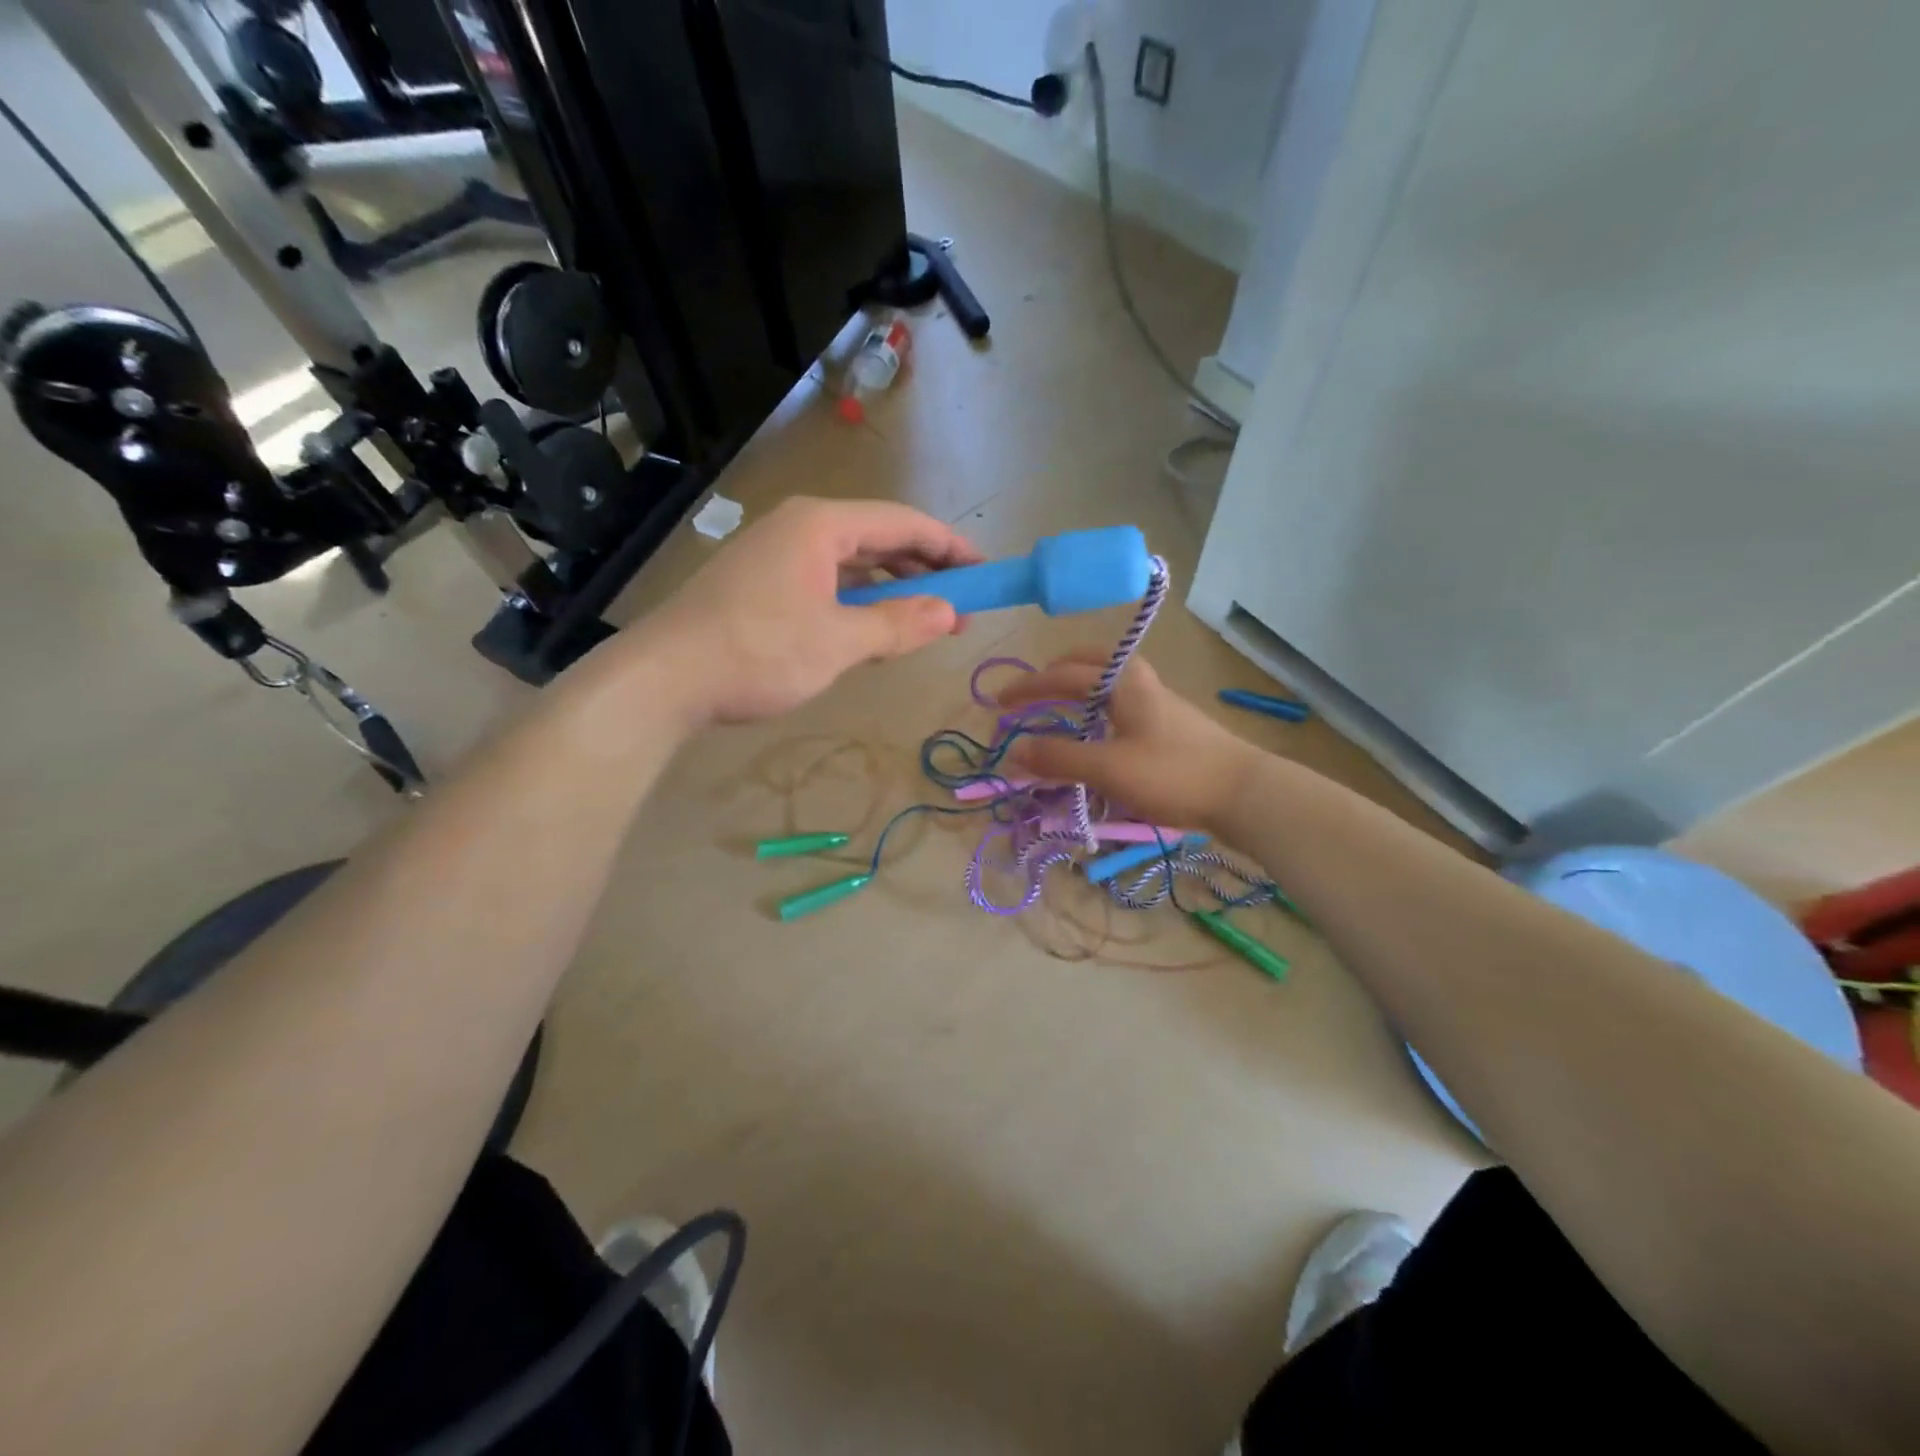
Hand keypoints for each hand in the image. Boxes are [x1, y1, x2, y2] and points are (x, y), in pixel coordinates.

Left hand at [632, 496, 980, 725]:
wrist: (664, 679)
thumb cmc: (758, 653)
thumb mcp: (838, 641)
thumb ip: (898, 624)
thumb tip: (950, 614)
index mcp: (821, 524)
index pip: (903, 522)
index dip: (950, 546)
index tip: (984, 572)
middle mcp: (799, 526)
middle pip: (878, 537)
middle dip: (923, 569)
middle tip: (960, 604)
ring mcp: (775, 553)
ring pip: (851, 562)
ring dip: (891, 587)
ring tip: (924, 619)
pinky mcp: (759, 582)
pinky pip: (826, 581)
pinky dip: (857, 600)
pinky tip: (870, 627)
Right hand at [997, 648, 1264, 830]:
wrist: (1244, 792)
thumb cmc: (1172, 773)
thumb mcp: (1108, 768)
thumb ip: (1059, 759)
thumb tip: (1014, 752)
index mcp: (1120, 681)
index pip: (1060, 674)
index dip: (1026, 688)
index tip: (997, 704)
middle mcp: (1137, 681)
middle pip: (1086, 665)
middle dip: (1052, 675)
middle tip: (1028, 693)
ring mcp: (1156, 701)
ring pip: (1104, 685)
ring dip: (1074, 693)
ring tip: (1053, 712)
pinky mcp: (1167, 725)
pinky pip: (1117, 706)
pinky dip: (1093, 712)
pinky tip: (1093, 735)